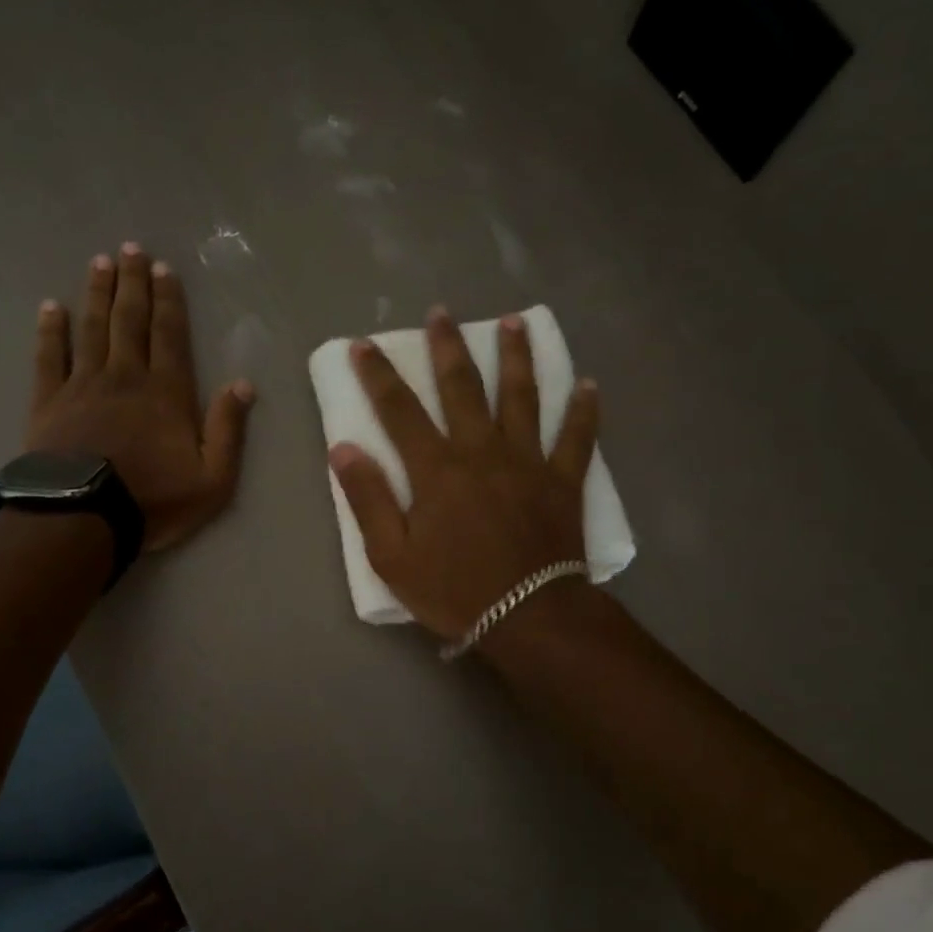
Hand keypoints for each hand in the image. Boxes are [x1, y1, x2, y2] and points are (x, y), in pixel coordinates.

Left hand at [26, 243, 254, 552]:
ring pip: (91, 328)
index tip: (163, 269)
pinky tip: (50, 307)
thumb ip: (228, 430)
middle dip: (132, 284)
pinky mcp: (49, 401)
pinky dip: (50, 330)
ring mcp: (83, 385)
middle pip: (129, 321)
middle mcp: (125, 377)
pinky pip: (49, 356)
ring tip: (99, 263)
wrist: (84, 518)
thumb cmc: (154, 499)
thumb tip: (243, 384)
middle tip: (130, 249)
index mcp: (166, 393)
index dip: (168, 300)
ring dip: (96, 294)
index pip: (169, 335)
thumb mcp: (213, 478)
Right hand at [329, 307, 599, 640]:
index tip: (365, 345)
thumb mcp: (392, 557)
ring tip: (514, 322)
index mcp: (436, 469)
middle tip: (441, 313)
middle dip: (448, 347)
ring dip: (516, 357)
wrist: (528, 618)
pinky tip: (588, 384)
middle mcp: (482, 451)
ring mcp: (528, 461)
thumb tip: (343, 448)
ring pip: (522, 397)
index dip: (379, 375)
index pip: (400, 410)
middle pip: (463, 387)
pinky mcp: (563, 480)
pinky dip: (584, 410)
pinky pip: (577, 437)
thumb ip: (368, 500)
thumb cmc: (454, 590)